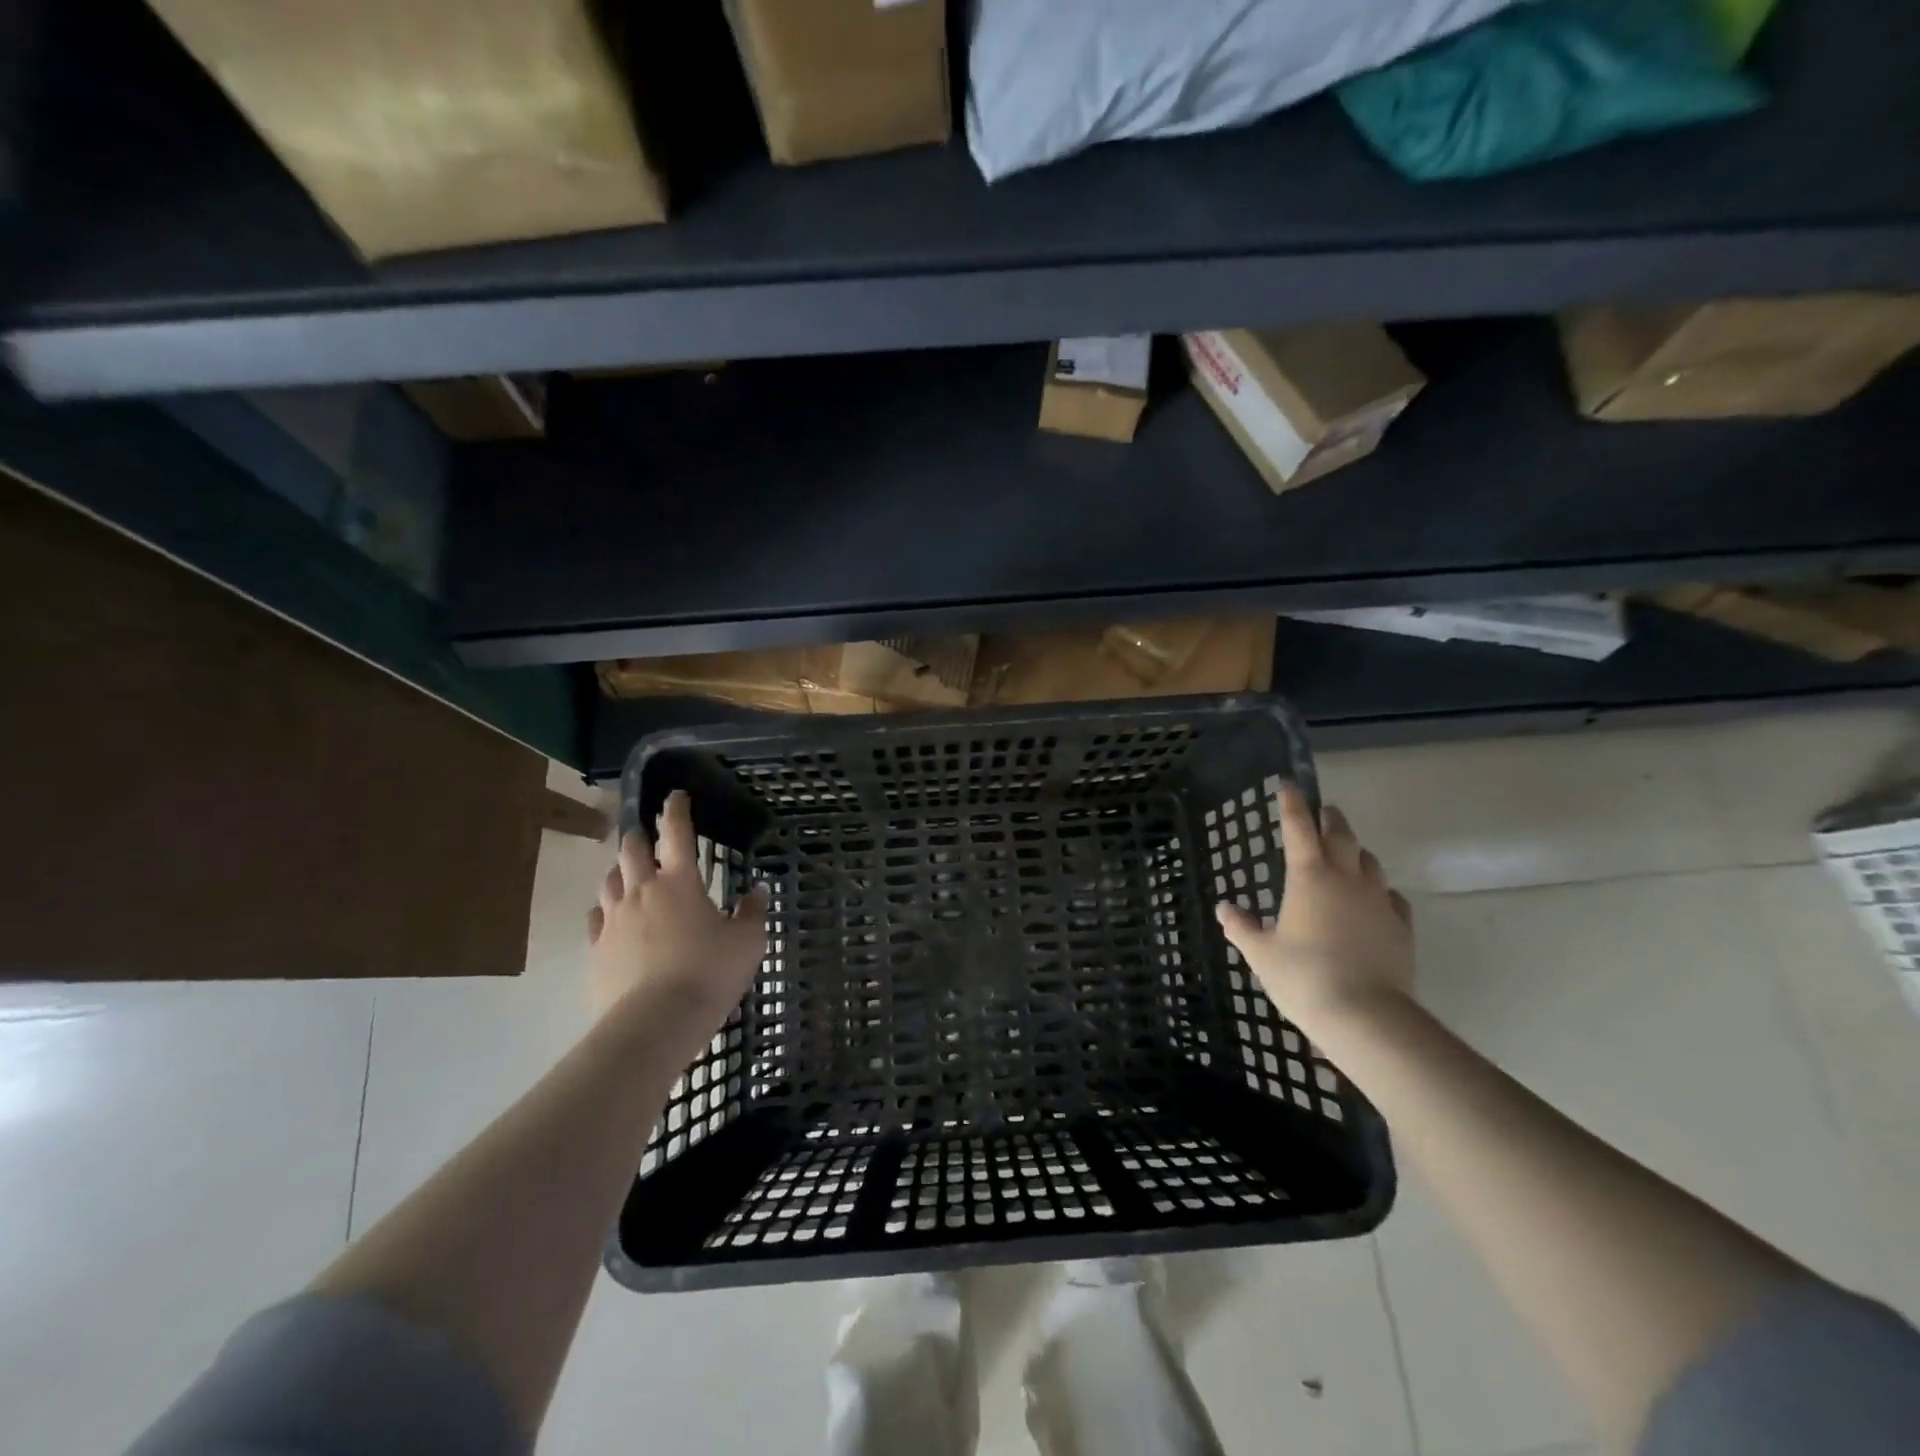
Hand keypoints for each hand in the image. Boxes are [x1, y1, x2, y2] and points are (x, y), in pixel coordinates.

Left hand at [587, 791, 768, 1055]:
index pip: (677, 832)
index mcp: (680, 882)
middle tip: (649, 835)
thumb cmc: (708, 974)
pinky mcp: (596, 949)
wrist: (655, 1024)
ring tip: (631, 873)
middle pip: (632, 849)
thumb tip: (756, 891)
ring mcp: (614, 920)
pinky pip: (596, 917)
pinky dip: (606, 908)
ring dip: (621, 870)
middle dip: (640, 835)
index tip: (676, 795)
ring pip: (610, 879)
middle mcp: (642, 891)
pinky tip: (613, 916)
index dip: (676, 809)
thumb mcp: (747, 943)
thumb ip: (752, 913)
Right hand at [1215, 782, 1414, 1034]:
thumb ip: (1242, 928)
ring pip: (1369, 861)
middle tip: (1322, 812)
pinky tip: (1373, 899)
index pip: (1298, 827)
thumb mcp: (1261, 954)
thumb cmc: (1303, 977)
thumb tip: (1225, 909)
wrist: (1366, 1016)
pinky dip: (1379, 889)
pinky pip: (1391, 896)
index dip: (1292, 803)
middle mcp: (1346, 878)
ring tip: (1346, 853)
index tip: (1288, 784)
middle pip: (1341, 835)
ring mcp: (1378, 901)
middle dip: (1330, 819)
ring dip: (1355, 851)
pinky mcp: (1401, 926)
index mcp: (1308, 876)